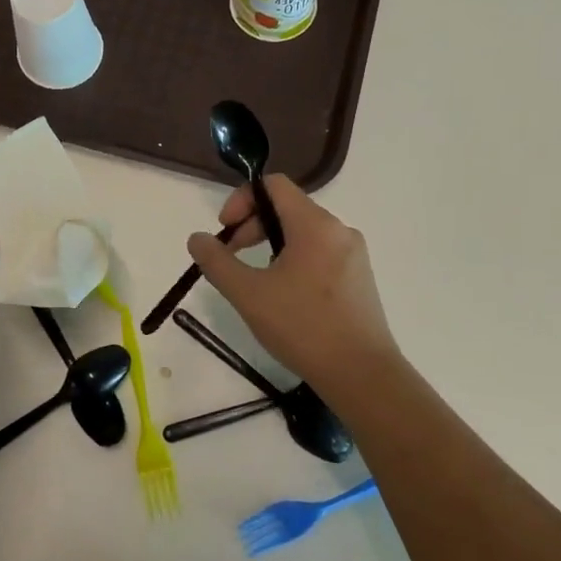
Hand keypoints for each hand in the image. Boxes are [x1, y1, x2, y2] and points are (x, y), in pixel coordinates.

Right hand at [187, 175, 398, 395]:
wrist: (362, 375)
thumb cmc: (303, 327)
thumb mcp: (249, 294)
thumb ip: (217, 261)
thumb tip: (197, 238)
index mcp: (315, 224)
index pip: (274, 185)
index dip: (242, 199)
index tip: (225, 231)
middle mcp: (339, 230)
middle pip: (288, 207)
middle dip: (253, 225)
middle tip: (232, 257)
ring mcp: (354, 254)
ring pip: (304, 232)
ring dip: (272, 244)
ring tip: (256, 280)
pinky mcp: (359, 278)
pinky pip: (320, 253)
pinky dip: (294, 260)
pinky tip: (284, 296)